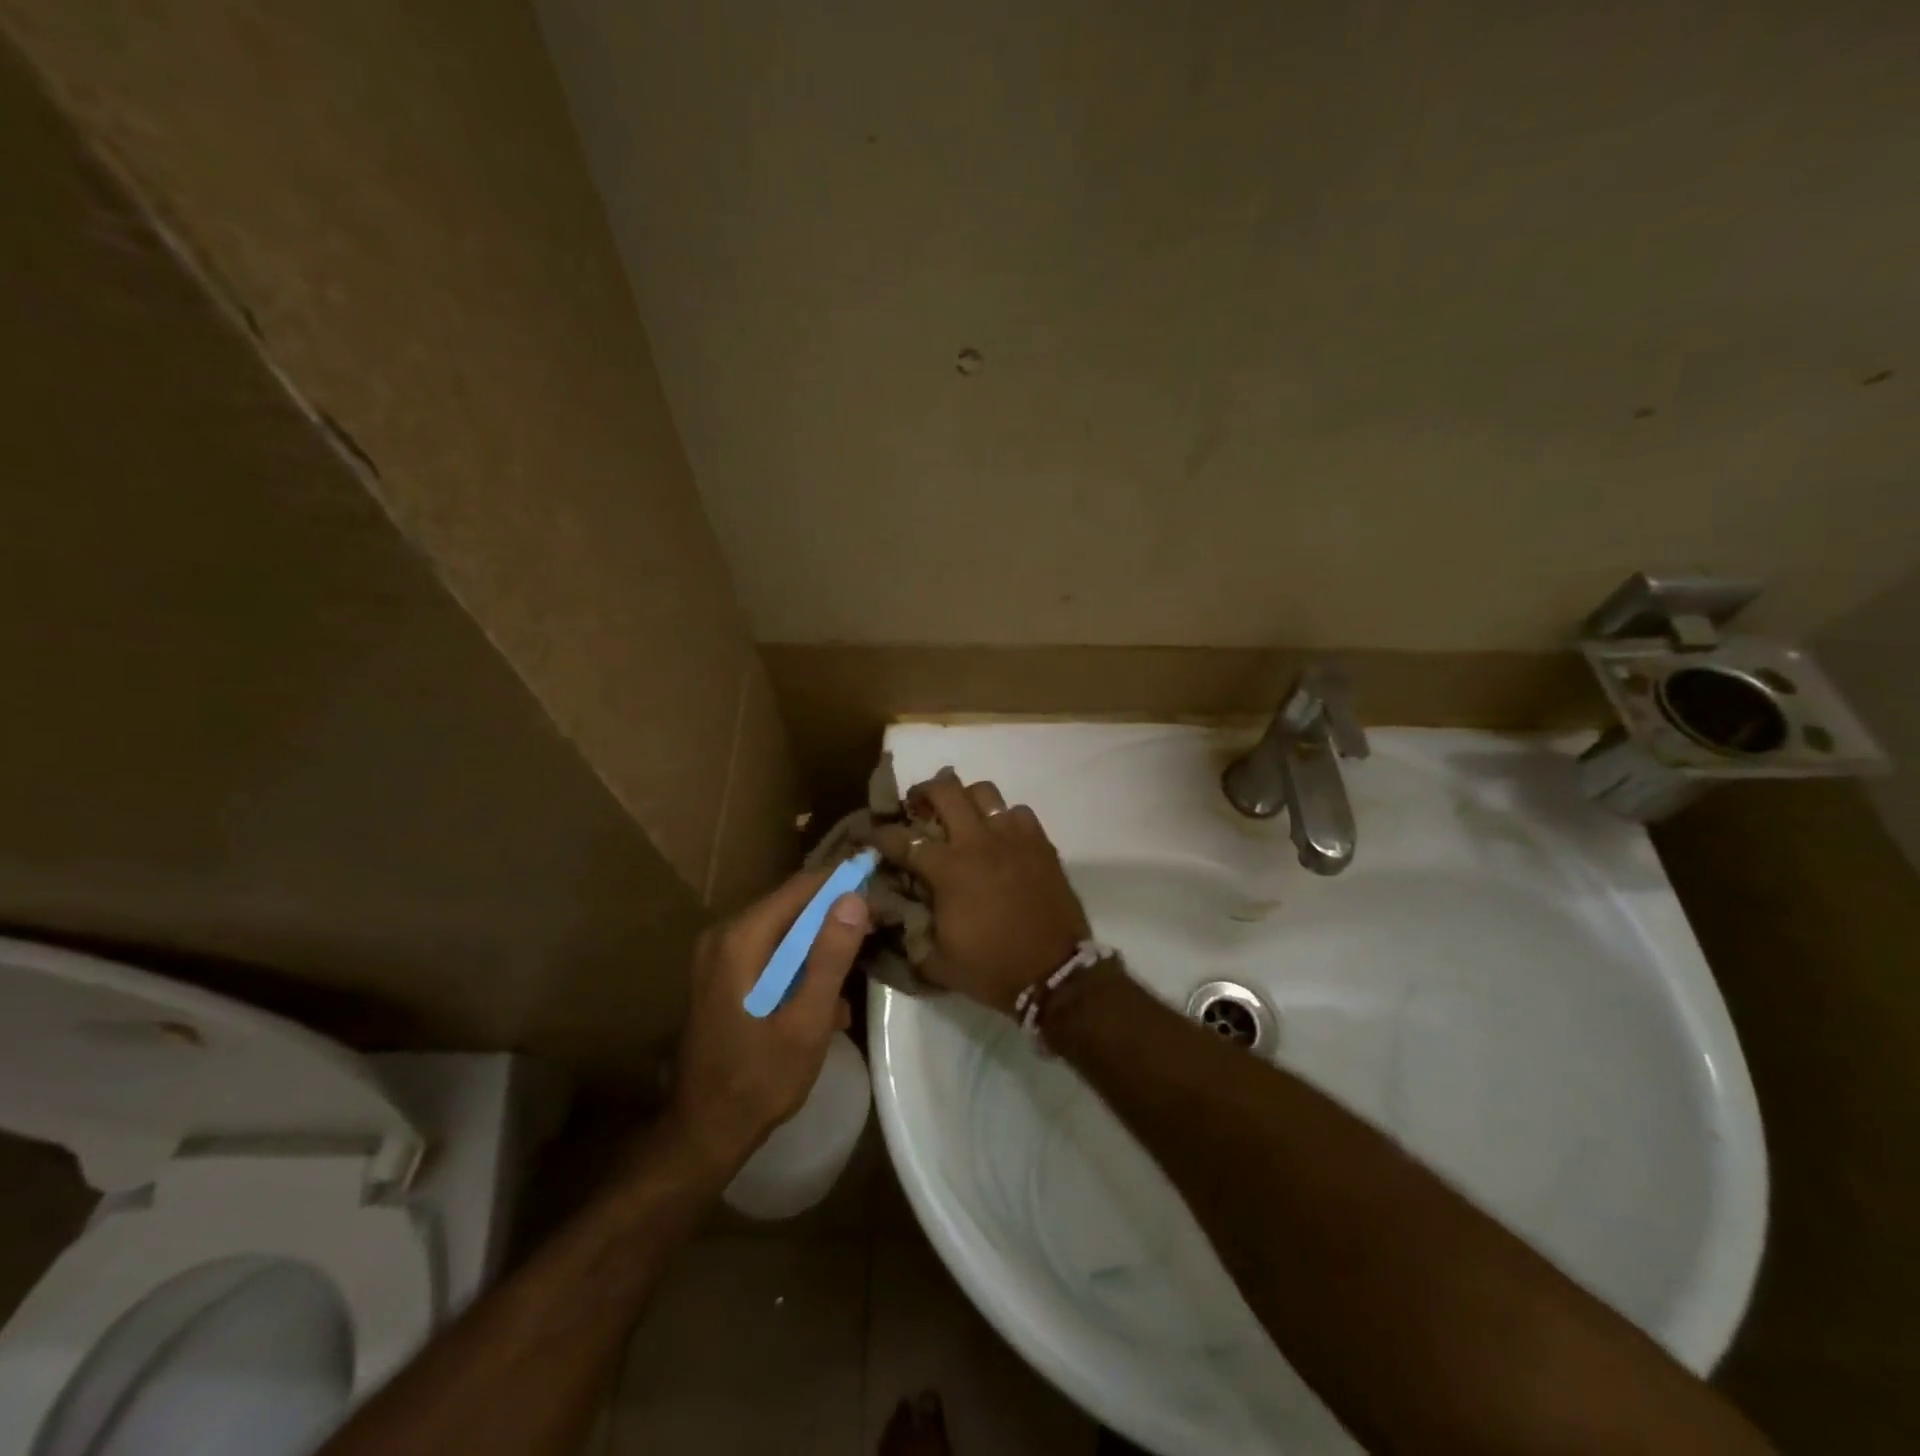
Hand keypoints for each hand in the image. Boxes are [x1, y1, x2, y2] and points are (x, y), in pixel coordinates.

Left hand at [667, 869, 868, 1167]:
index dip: (845, 887)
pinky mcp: (722, 974)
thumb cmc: (759, 1080)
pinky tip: (823, 1003)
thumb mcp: (807, 1022)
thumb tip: (855, 898)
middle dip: (835, 921)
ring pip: (785, 931)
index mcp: (740, 938)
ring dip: (820, 950)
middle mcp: (724, 935)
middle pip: (792, 906)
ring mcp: (719, 955)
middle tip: (875, 940)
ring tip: (850, 982)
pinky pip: (771, 953)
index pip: (802, 887)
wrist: (704, 1133)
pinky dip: (799, 968)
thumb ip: (830, 957)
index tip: (881, 902)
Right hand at [872, 768, 1089, 1015]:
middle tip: (917, 805)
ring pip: (984, 792)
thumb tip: (897, 917)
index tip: (871, 834)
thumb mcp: (937, 962)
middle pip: (945, 791)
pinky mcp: (1040, 842)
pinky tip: (1000, 834)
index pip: (903, 839)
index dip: (881, 834)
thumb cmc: (993, 969)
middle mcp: (977, 842)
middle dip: (923, 792)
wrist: (1054, 975)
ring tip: (961, 814)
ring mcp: (1012, 837)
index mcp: (948, 870)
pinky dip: (1004, 817)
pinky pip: (1018, 811)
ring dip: (965, 798)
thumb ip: (912, 935)